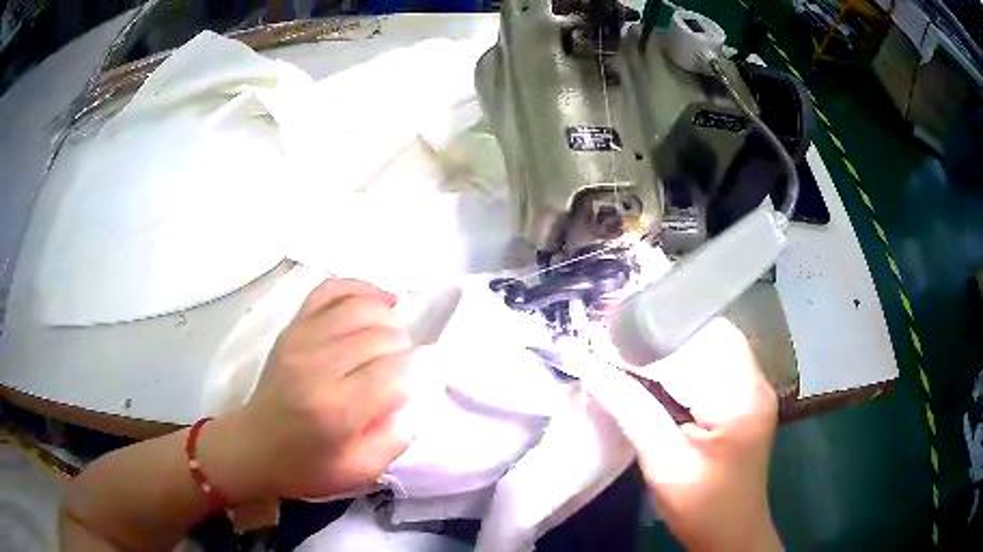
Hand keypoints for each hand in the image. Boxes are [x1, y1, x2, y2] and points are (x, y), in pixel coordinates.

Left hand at [199, 279, 417, 502]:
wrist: (255, 445)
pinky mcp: (293, 326)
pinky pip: (332, 289)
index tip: (427, 379)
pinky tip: (378, 303)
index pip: (396, 372)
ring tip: (393, 342)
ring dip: (389, 321)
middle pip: (383, 336)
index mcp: (336, 409)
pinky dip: (361, 290)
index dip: (422, 371)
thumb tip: (418, 394)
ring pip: (363, 308)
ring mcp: (301, 338)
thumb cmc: (308, 466)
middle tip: (403, 371)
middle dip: (406, 351)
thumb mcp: (361, 471)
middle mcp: (317, 365)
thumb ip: (397, 436)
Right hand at [586, 318, 779, 550]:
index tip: (606, 330)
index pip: (695, 344)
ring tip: (628, 344)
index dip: (649, 334)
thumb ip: (632, 412)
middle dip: (660, 329)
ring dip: (671, 340)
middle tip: (614, 333)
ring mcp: (756, 386)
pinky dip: (684, 356)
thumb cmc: (700, 507)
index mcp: (741, 399)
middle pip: (708, 332)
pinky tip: (656, 366)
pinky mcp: (747, 395)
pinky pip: (715, 359)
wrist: (732, 532)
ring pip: (712, 340)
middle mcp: (756, 382)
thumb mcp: (664, 465)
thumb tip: (591, 368)